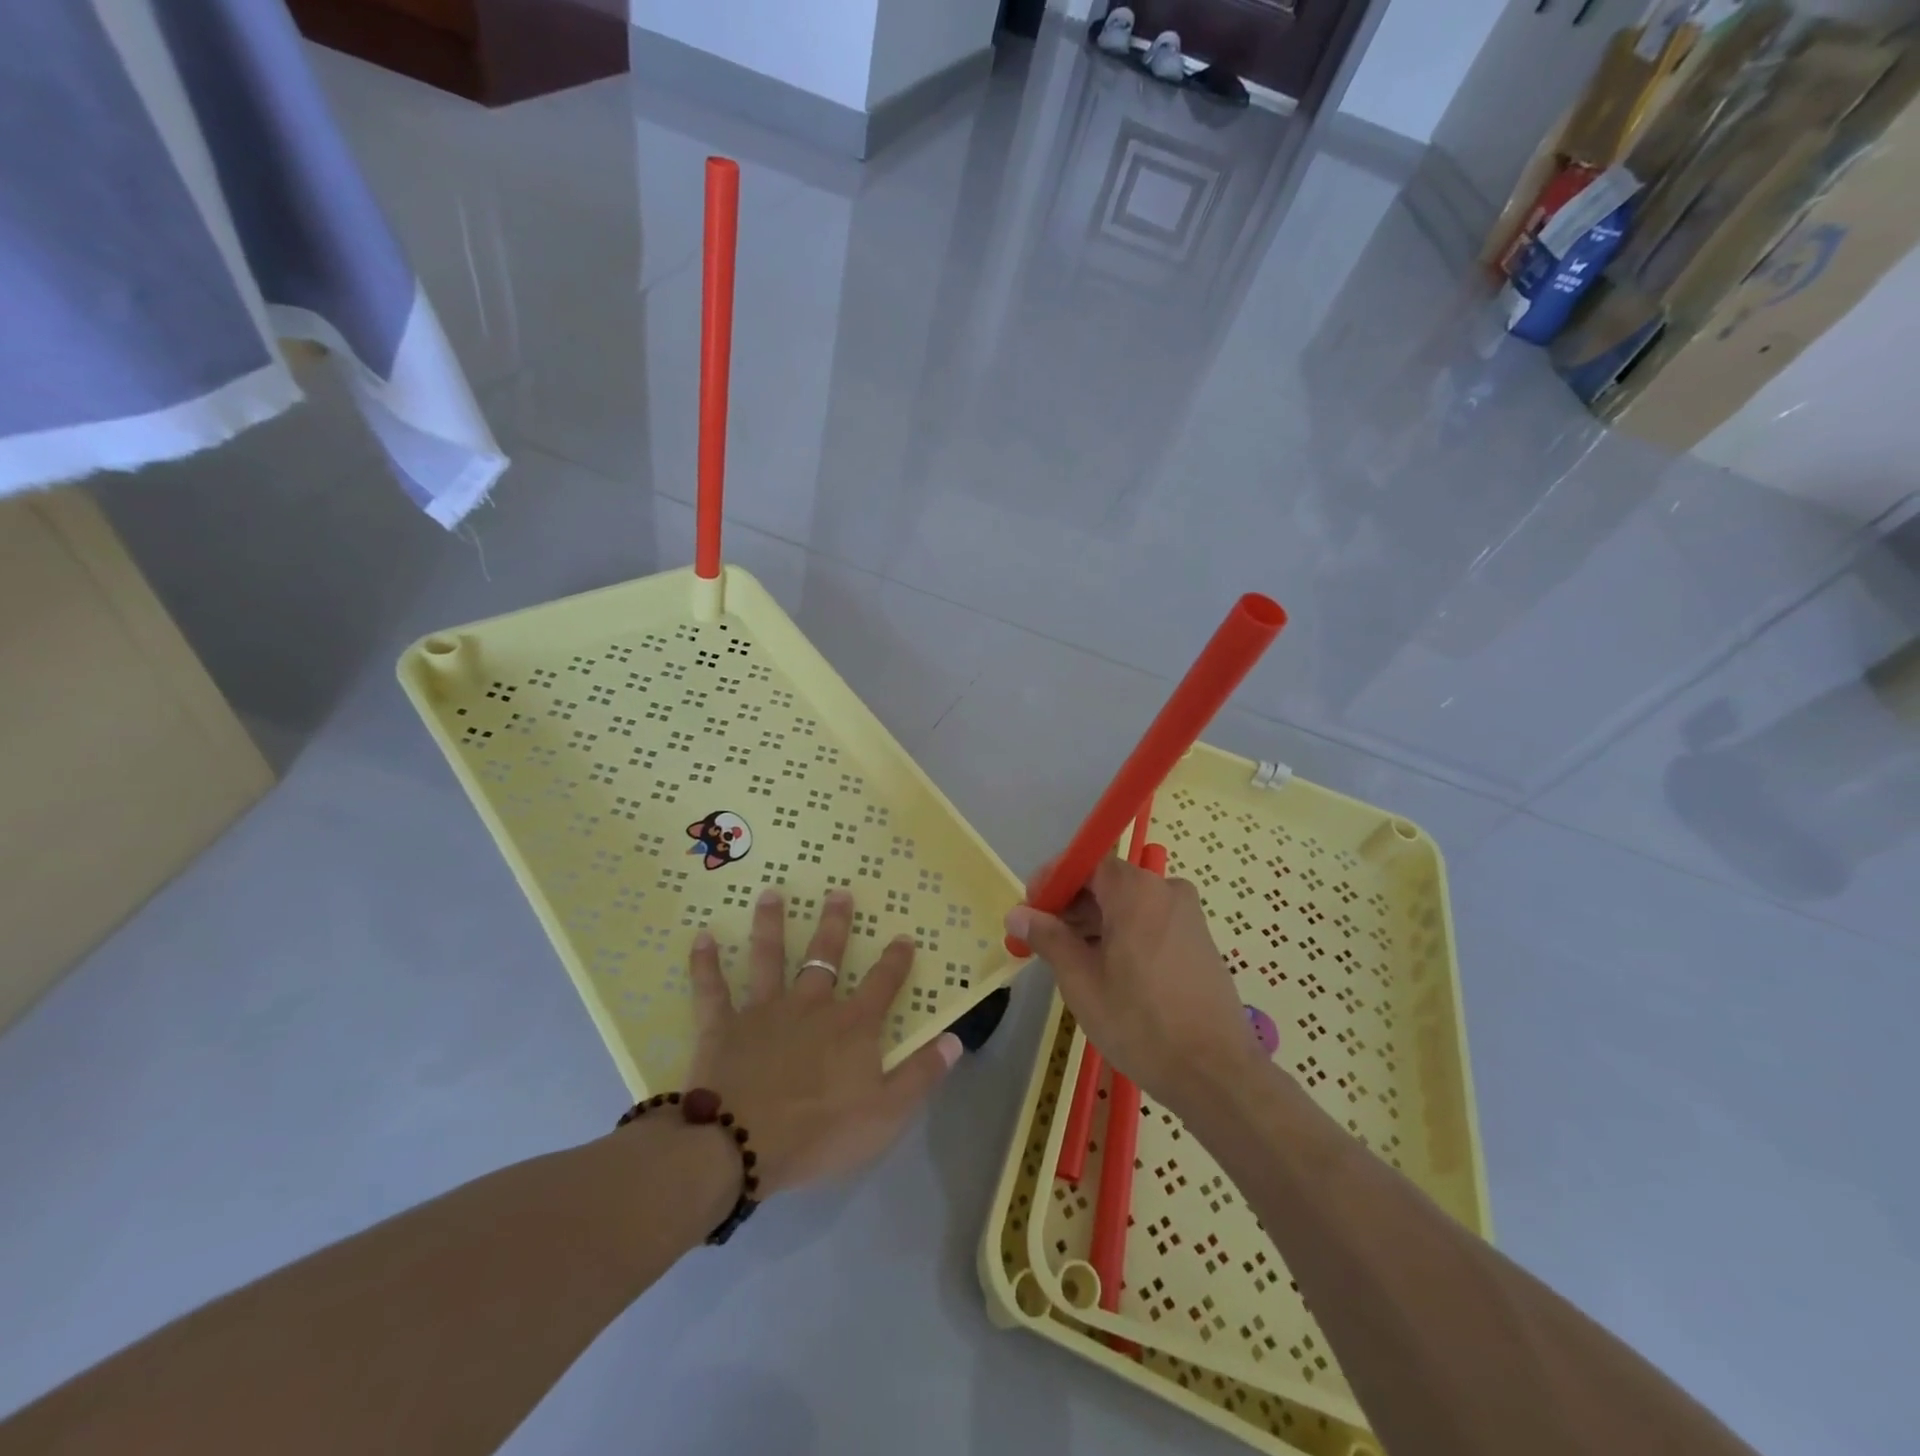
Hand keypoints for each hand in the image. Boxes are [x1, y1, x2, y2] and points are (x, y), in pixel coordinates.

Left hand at [683, 887, 961, 1195]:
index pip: (882, 984)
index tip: (903, 936)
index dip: (895, 960)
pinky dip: (704, 964)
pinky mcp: (722, 1026)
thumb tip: (956, 1040)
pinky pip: (711, 990)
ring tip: (771, 894)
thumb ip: (921, 1075)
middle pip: (826, 956)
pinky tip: (701, 938)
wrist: (739, 1146)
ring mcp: (763, 1011)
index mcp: (851, 1026)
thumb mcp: (886, 1113)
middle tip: (838, 892)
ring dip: (770, 925)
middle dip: (834, 924)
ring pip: (769, 958)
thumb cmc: (819, 1133)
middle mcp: (810, 1006)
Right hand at [1005, 857, 1259, 1115]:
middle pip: (1108, 882)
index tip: (1030, 910)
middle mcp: (1166, 890)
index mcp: (1137, 891)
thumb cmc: (1140, 1024)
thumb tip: (1017, 914)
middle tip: (1043, 940)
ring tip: (1071, 961)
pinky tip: (1107, 970)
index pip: (1086, 863)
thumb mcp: (1082, 981)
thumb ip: (1048, 938)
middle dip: (1072, 905)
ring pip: (1129, 904)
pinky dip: (1123, 934)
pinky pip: (1150, 921)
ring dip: (1096, 922)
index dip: (1053, 881)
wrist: (1216, 1074)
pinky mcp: (1198, 940)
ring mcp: (1187, 915)